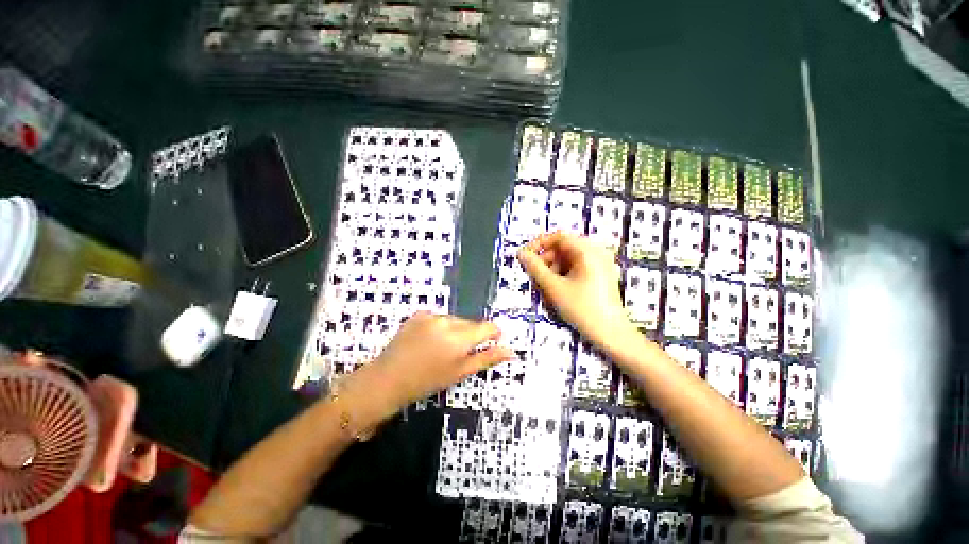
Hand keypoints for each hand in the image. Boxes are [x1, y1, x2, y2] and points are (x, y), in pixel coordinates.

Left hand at [357, 312, 512, 411]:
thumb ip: (487, 358)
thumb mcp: (460, 372)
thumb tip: (510, 351)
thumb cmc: (427, 381)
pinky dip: (440, 326)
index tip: (494, 340)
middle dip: (471, 335)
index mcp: (459, 338)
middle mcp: (447, 321)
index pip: (487, 327)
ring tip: (442, 348)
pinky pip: (439, 317)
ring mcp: (431, 315)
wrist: (388, 379)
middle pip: (470, 323)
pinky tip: (429, 340)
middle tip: (460, 353)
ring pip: (455, 319)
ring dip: (456, 330)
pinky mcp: (419, 314)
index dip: (494, 333)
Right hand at [518, 232, 636, 349]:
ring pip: (568, 260)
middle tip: (535, 278)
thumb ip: (535, 268)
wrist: (611, 334)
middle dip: (546, 262)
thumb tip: (521, 253)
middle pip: (563, 249)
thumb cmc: (582, 308)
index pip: (558, 237)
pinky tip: (558, 291)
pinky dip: (563, 276)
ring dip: (553, 271)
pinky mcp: (600, 275)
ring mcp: (600, 264)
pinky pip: (576, 268)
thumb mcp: (554, 287)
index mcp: (588, 251)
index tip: (525, 257)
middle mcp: (596, 253)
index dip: (539, 244)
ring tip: (546, 289)